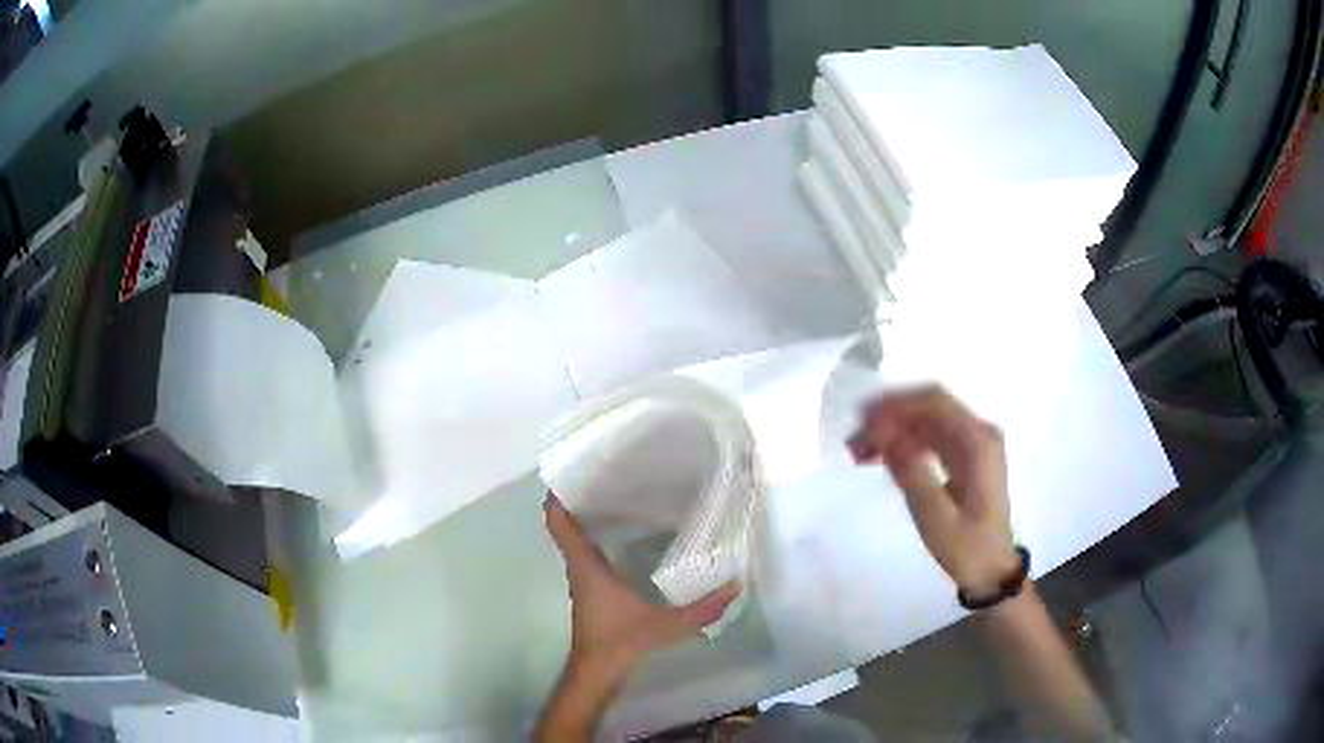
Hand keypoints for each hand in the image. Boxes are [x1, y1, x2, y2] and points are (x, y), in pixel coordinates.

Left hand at [536, 494, 737, 740]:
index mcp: (586, 565)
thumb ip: (701, 609)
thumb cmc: (620, 642)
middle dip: (581, 496)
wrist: (597, 672)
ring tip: (620, 494)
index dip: (558, 493)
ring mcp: (583, 578)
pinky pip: (587, 552)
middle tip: (609, 472)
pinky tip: (627, 533)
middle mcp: (579, 566)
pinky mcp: (591, 589)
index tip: (573, 469)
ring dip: (590, 515)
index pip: (558, 522)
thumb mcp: (665, 626)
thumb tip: (736, 585)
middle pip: (567, 523)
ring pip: (577, 537)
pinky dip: (598, 536)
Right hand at [848, 386, 1018, 596]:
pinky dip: (904, 441)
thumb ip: (911, 472)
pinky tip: (879, 457)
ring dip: (893, 429)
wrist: (992, 572)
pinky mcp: (965, 456)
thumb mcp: (936, 518)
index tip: (861, 423)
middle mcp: (979, 433)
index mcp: (978, 442)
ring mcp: (973, 443)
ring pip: (927, 420)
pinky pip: (930, 436)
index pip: (934, 403)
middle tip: (854, 439)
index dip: (896, 406)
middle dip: (890, 416)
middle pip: (930, 406)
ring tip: (858, 451)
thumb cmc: (967, 549)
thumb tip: (882, 433)